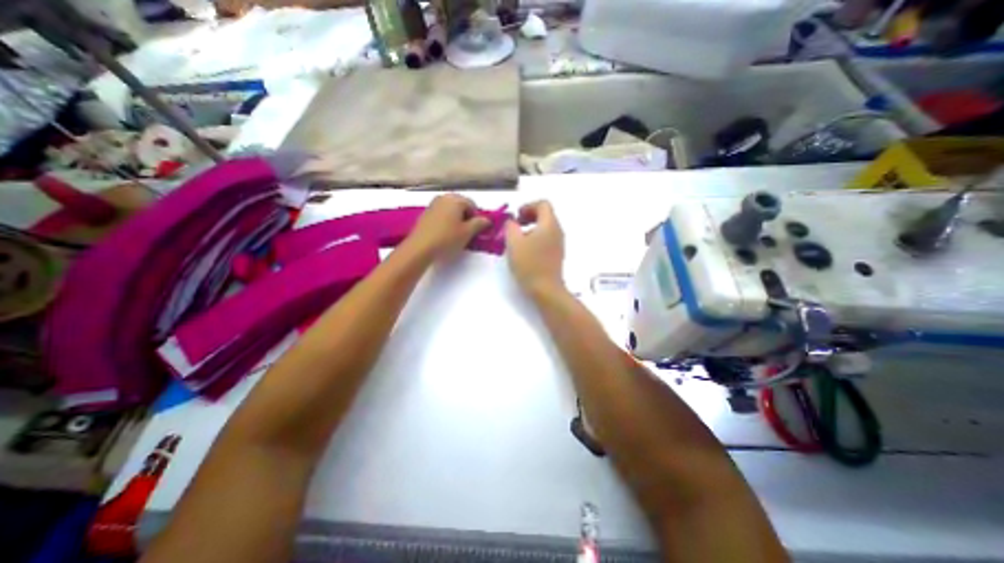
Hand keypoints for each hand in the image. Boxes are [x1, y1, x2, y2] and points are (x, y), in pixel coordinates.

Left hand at [402, 194, 491, 260]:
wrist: (420, 248)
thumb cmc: (447, 238)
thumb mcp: (468, 233)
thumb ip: (480, 224)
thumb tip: (486, 220)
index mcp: (455, 199)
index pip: (473, 205)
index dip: (477, 218)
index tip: (475, 231)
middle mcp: (443, 198)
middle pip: (461, 206)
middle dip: (466, 218)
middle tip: (467, 234)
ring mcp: (432, 205)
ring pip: (451, 211)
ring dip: (456, 221)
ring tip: (456, 236)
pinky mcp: (425, 215)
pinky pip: (441, 216)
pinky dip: (446, 223)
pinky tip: (445, 235)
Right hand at [501, 201, 562, 297]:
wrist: (546, 289)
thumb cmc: (529, 264)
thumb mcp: (514, 243)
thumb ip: (510, 227)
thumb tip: (512, 222)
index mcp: (549, 224)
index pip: (543, 204)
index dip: (528, 206)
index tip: (516, 217)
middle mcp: (557, 231)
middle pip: (545, 214)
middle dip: (529, 216)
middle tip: (516, 225)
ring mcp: (559, 243)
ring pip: (546, 227)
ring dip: (531, 227)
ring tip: (518, 239)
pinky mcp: (557, 254)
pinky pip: (547, 238)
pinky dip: (536, 237)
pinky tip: (525, 250)